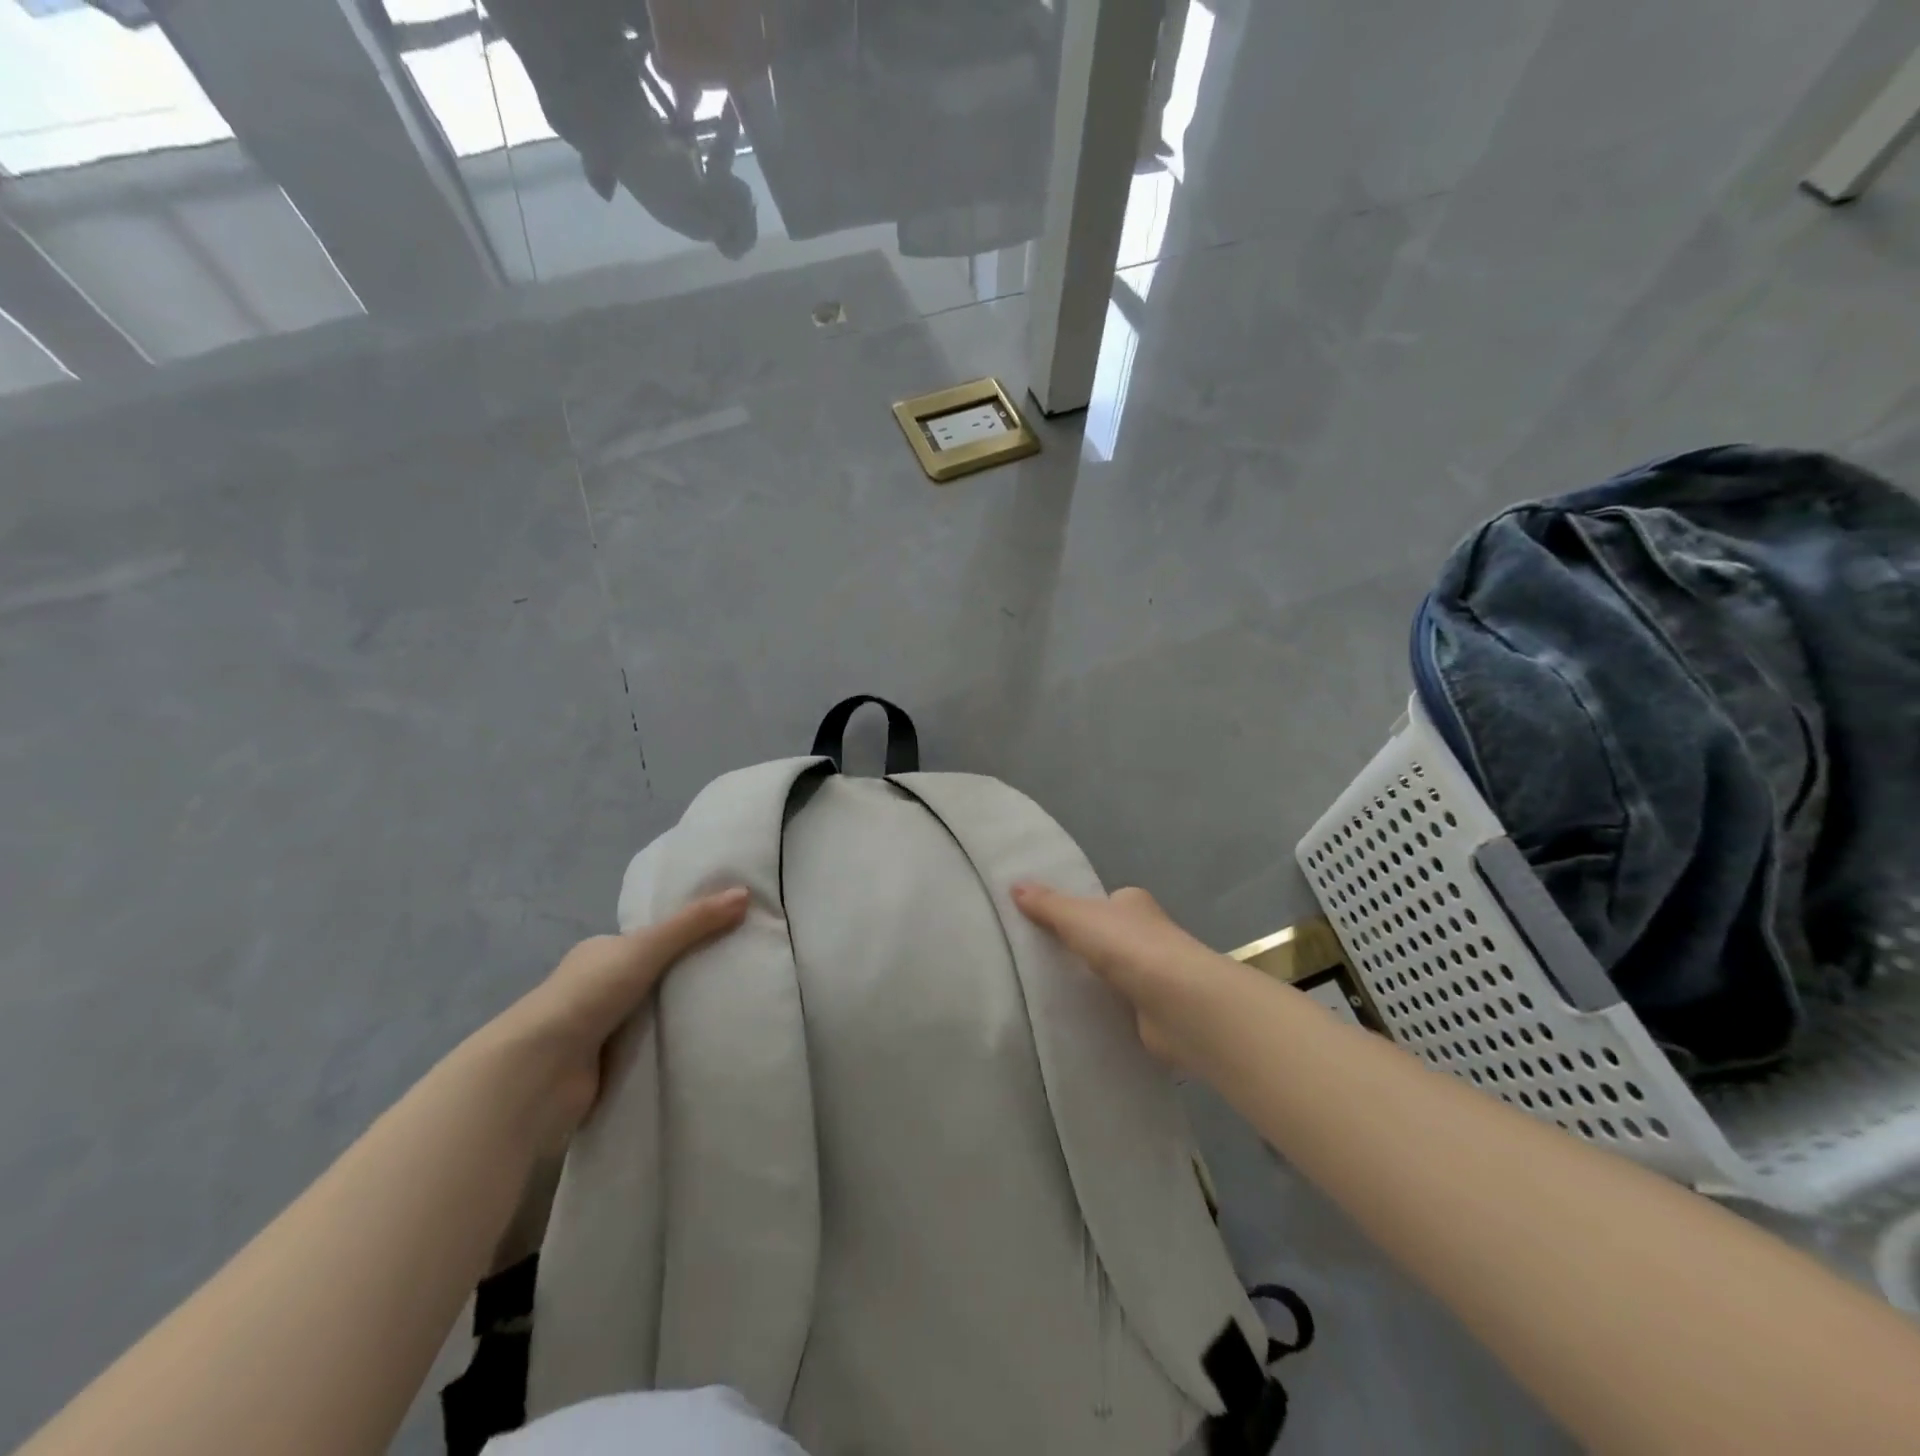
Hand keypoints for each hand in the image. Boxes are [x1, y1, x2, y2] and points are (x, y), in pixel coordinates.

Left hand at [477, 888, 749, 1150]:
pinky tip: (706, 1045)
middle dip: (688, 979)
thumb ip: (694, 924)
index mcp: (601, 953)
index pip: (651, 939)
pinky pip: (649, 1050)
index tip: (728, 937)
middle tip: (738, 975)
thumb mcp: (647, 948)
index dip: (687, 936)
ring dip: (681, 1017)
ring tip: (733, 1010)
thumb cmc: (588, 996)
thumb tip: (745, 893)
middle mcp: (597, 987)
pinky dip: (671, 1049)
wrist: (539, 1072)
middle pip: (655, 977)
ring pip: (654, 1016)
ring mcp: (599, 1029)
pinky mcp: (606, 1067)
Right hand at [1012, 883, 1244, 1070]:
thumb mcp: (1077, 917)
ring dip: (1097, 980)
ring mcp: (1156, 974)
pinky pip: (1122, 1005)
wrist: (1177, 1003)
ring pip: (1116, 972)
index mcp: (1134, 903)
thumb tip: (1014, 885)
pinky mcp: (1156, 1010)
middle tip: (1045, 960)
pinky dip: (1106, 1009)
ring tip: (1055, 990)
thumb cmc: (1128, 946)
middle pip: (1110, 937)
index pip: (1105, 902)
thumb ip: (1047, 904)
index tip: (1052, 926)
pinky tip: (1082, 1016)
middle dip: (1087, 948)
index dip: (1082, 911)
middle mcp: (1149, 934)